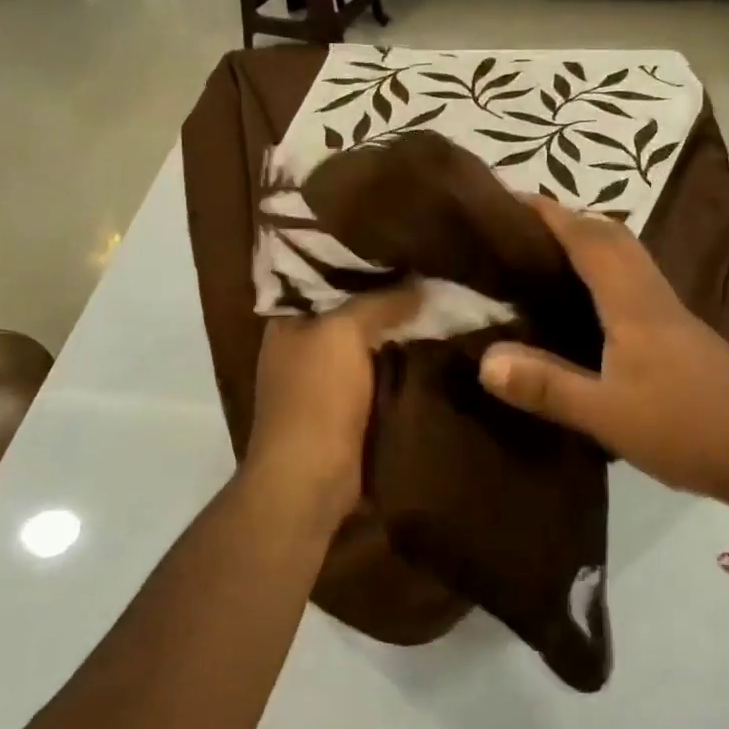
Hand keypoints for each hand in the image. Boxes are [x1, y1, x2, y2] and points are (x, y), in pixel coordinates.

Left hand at [242, 285, 421, 525]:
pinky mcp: (345, 412)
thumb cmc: (316, 395)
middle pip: (350, 314)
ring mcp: (323, 383)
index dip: (363, 265)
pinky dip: (399, 367)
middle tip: (432, 277)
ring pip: (367, 347)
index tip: (404, 250)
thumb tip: (421, 284)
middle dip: (387, 301)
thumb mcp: (345, 331)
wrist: (310, 478)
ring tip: (441, 307)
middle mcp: (301, 348)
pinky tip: (433, 350)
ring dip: (398, 336)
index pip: (326, 279)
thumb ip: (380, 301)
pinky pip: (378, 378)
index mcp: (287, 322)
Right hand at [479, 198, 728, 514]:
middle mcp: (655, 298)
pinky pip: (637, 284)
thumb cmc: (687, 430)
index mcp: (634, 306)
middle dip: (572, 220)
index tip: (514, 197)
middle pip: (616, 237)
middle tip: (527, 226)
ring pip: (630, 259)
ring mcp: (675, 317)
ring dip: (593, 242)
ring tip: (550, 255)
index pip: (590, 241)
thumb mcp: (607, 416)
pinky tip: (592, 303)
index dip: (552, 215)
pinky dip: (608, 273)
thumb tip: (485, 360)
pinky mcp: (684, 338)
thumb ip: (547, 386)